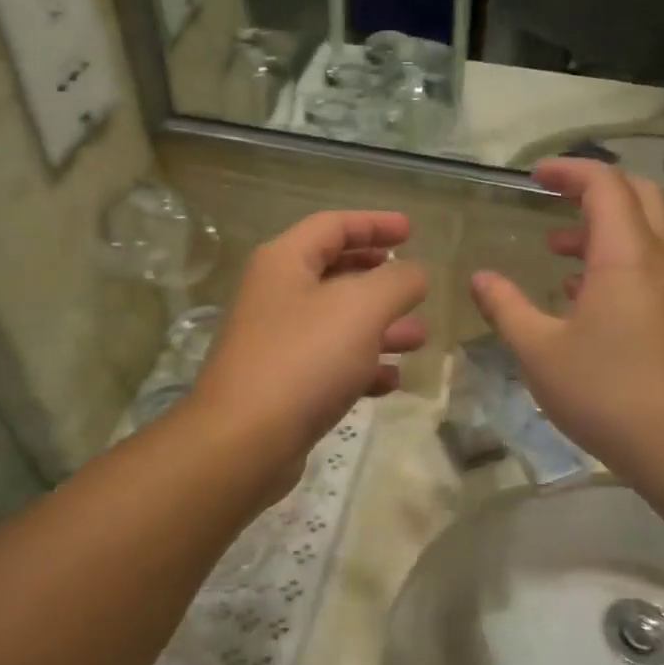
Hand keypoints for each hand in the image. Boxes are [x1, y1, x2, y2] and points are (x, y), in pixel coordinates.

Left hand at [193, 211, 427, 472]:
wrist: (244, 441)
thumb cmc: (304, 360)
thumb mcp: (361, 308)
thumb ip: (396, 281)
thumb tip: (413, 274)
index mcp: (285, 262)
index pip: (333, 225)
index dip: (374, 223)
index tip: (411, 231)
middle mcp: (276, 295)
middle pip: (334, 272)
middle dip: (379, 277)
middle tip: (413, 283)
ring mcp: (277, 341)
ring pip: (337, 322)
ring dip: (380, 326)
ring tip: (418, 337)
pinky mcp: (283, 384)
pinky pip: (330, 363)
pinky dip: (362, 365)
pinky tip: (391, 380)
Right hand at [469, 160, 663, 486]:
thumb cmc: (607, 392)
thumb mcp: (539, 351)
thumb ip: (506, 307)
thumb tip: (479, 277)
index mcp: (626, 254)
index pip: (604, 184)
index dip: (568, 171)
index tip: (534, 177)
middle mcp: (660, 257)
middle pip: (637, 194)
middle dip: (592, 188)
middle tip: (552, 199)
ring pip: (647, 229)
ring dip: (605, 226)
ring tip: (558, 249)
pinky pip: (652, 262)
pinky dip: (618, 257)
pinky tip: (583, 294)